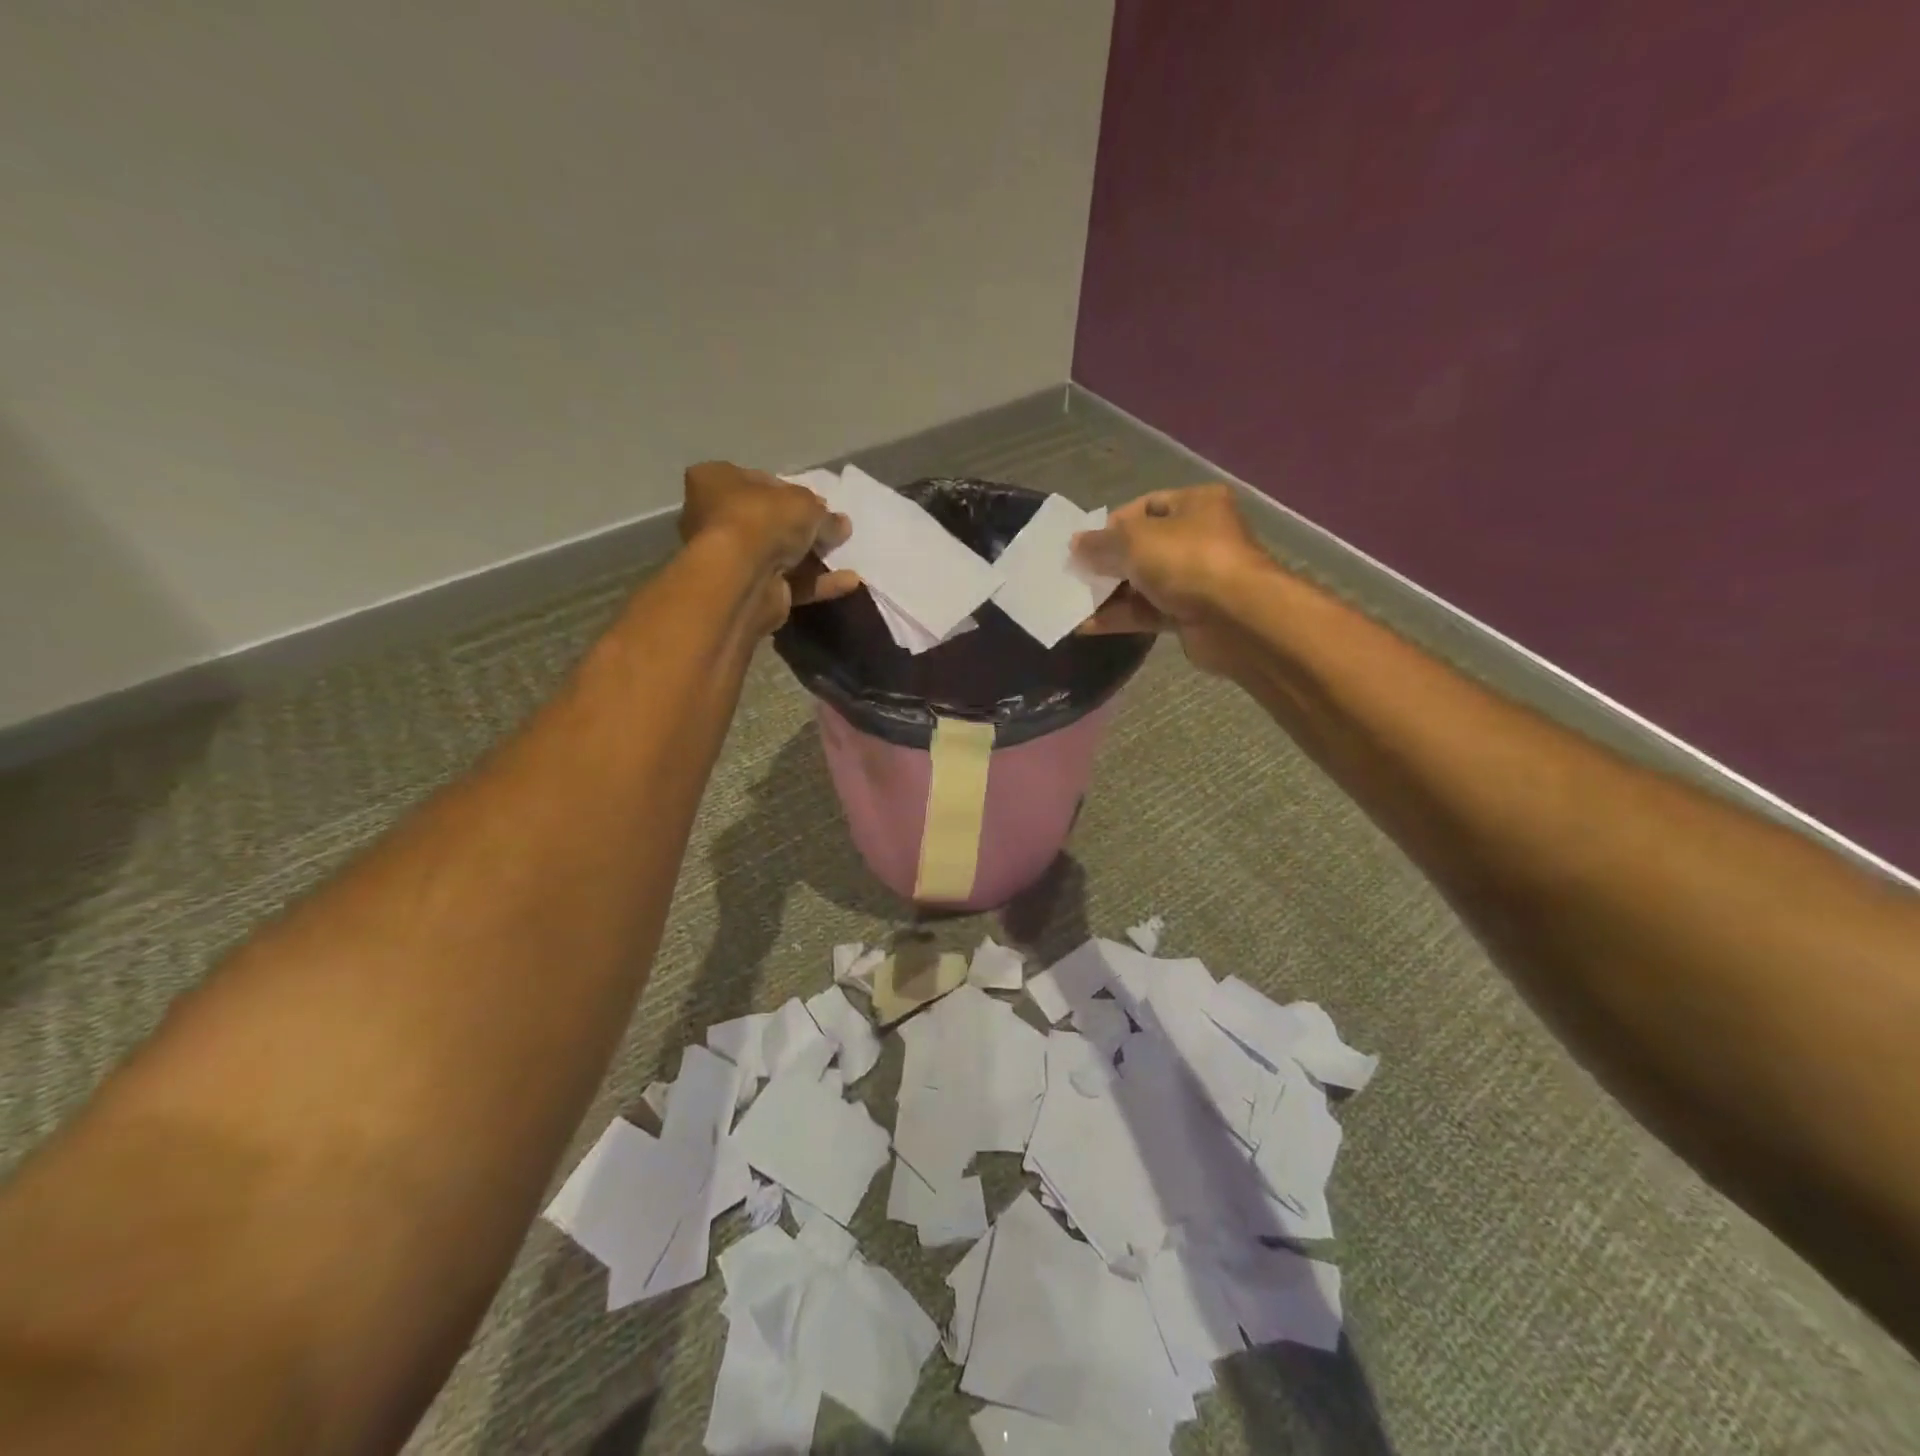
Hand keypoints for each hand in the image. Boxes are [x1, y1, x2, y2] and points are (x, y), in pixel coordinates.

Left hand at [679, 462, 858, 630]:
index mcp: (715, 481)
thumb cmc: (762, 520)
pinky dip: (818, 583)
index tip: (818, 503)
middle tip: (833, 529)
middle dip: (802, 528)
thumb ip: (824, 514)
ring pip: (780, 555)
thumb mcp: (803, 503)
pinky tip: (849, 581)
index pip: (758, 481)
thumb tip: (839, 524)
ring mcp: (731, 560)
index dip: (791, 492)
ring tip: (846, 553)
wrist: (742, 578)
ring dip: (814, 557)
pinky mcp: (750, 592)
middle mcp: (715, 519)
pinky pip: (790, 584)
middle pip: (768, 521)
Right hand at [1071, 484, 1274, 672]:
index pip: (1146, 506)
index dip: (1113, 524)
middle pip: (1143, 547)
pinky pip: (1149, 612)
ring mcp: (1196, 578)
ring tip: (1075, 602)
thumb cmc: (1187, 560)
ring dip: (1110, 593)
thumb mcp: (1135, 541)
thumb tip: (1076, 544)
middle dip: (1108, 562)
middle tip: (1076, 575)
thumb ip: (1101, 542)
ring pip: (1144, 582)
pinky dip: (1121, 617)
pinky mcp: (1191, 614)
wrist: (1236, 618)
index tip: (1085, 544)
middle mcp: (1199, 537)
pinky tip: (1087, 626)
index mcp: (1195, 504)